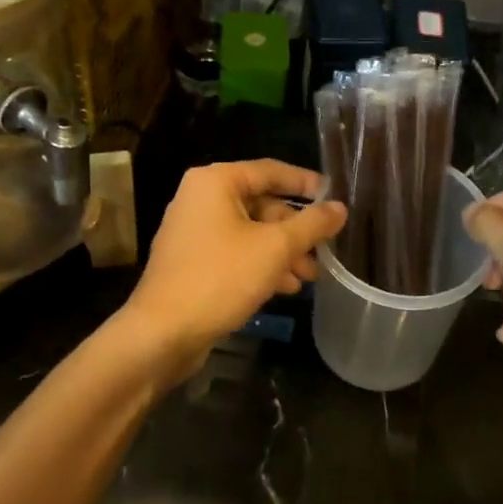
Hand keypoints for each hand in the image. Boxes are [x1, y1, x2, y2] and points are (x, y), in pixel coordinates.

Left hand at [122, 160, 346, 370]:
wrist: (162, 332)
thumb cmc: (220, 278)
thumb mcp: (275, 248)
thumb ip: (311, 224)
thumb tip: (340, 207)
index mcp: (215, 182)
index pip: (271, 171)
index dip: (306, 183)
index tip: (335, 198)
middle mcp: (200, 198)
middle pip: (261, 204)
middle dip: (295, 230)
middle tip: (324, 251)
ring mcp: (193, 231)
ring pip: (250, 232)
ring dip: (282, 252)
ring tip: (309, 277)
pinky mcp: (192, 261)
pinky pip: (235, 252)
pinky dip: (260, 264)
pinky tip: (284, 288)